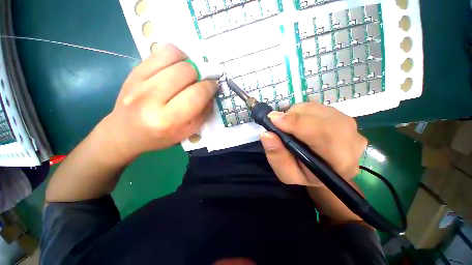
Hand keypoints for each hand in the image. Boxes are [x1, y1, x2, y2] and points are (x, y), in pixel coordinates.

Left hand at [100, 44, 217, 160]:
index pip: (197, 94)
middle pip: (187, 71)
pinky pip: (160, 52)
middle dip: (200, 74)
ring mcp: (139, 81)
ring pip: (174, 56)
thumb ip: (203, 112)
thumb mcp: (188, 132)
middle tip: (201, 81)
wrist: (126, 132)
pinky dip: (175, 55)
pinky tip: (176, 67)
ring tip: (189, 73)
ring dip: (189, 62)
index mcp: (168, 119)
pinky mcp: (133, 71)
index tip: (213, 86)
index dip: (210, 87)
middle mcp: (151, 98)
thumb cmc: (160, 136)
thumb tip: (211, 92)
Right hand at [259, 102, 366, 186]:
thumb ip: (277, 157)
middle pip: (322, 117)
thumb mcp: (287, 174)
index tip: (273, 119)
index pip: (322, 134)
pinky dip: (303, 111)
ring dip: (297, 113)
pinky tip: (298, 121)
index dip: (296, 123)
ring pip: (319, 109)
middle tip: (277, 121)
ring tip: (287, 124)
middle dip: (294, 116)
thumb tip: (266, 134)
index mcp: (340, 162)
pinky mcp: (344, 117)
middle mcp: (352, 141)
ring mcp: (351, 127)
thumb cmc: (304, 174)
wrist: (324, 170)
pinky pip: (319, 107)